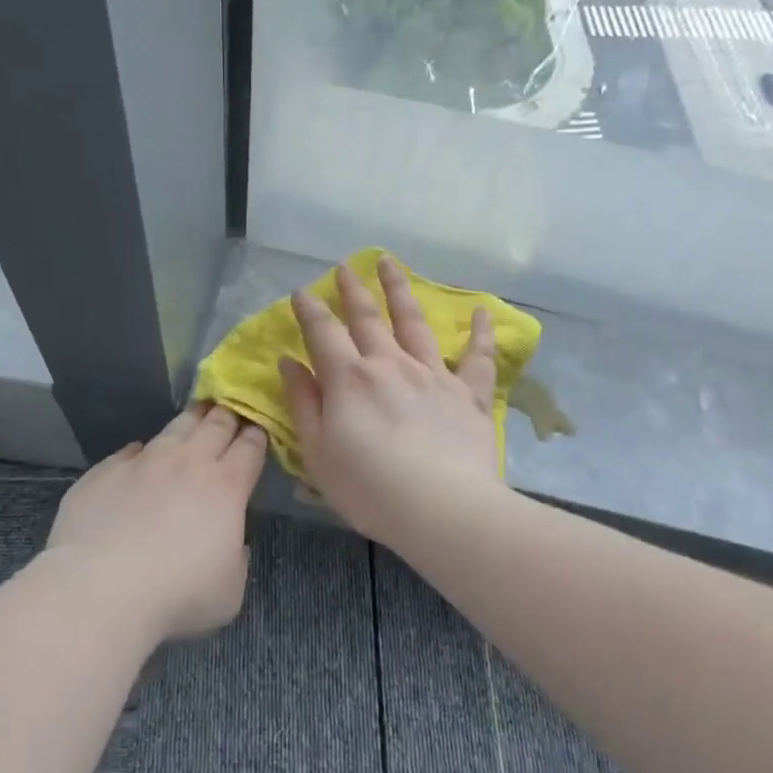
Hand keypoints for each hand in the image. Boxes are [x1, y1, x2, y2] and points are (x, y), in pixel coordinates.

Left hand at [45, 403, 267, 641]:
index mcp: (226, 487)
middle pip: (216, 425)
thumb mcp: (229, 591)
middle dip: (228, 415)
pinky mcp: (104, 471)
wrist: (99, 590)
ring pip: (174, 428)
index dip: (257, 435)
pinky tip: (140, 457)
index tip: (259, 429)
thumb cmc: (176, 596)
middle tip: (232, 409)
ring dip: (190, 420)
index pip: (250, 446)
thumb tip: (229, 542)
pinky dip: (142, 452)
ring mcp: (143, 462)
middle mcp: (187, 462)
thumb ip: (236, 558)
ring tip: (197, 413)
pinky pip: (130, 452)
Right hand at [280, 256, 501, 545]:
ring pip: (414, 322)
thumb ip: (303, 403)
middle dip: (353, 290)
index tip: (301, 290)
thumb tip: (289, 362)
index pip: (323, 333)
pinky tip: (483, 312)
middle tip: (345, 267)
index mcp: (350, 379)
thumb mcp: (318, 452)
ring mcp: (433, 375)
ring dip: (400, 290)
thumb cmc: (369, 488)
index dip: (309, 309)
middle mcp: (390, 365)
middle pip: (368, 317)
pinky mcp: (468, 394)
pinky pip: (477, 357)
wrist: (442, 509)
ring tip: (390, 263)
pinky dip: (480, 333)